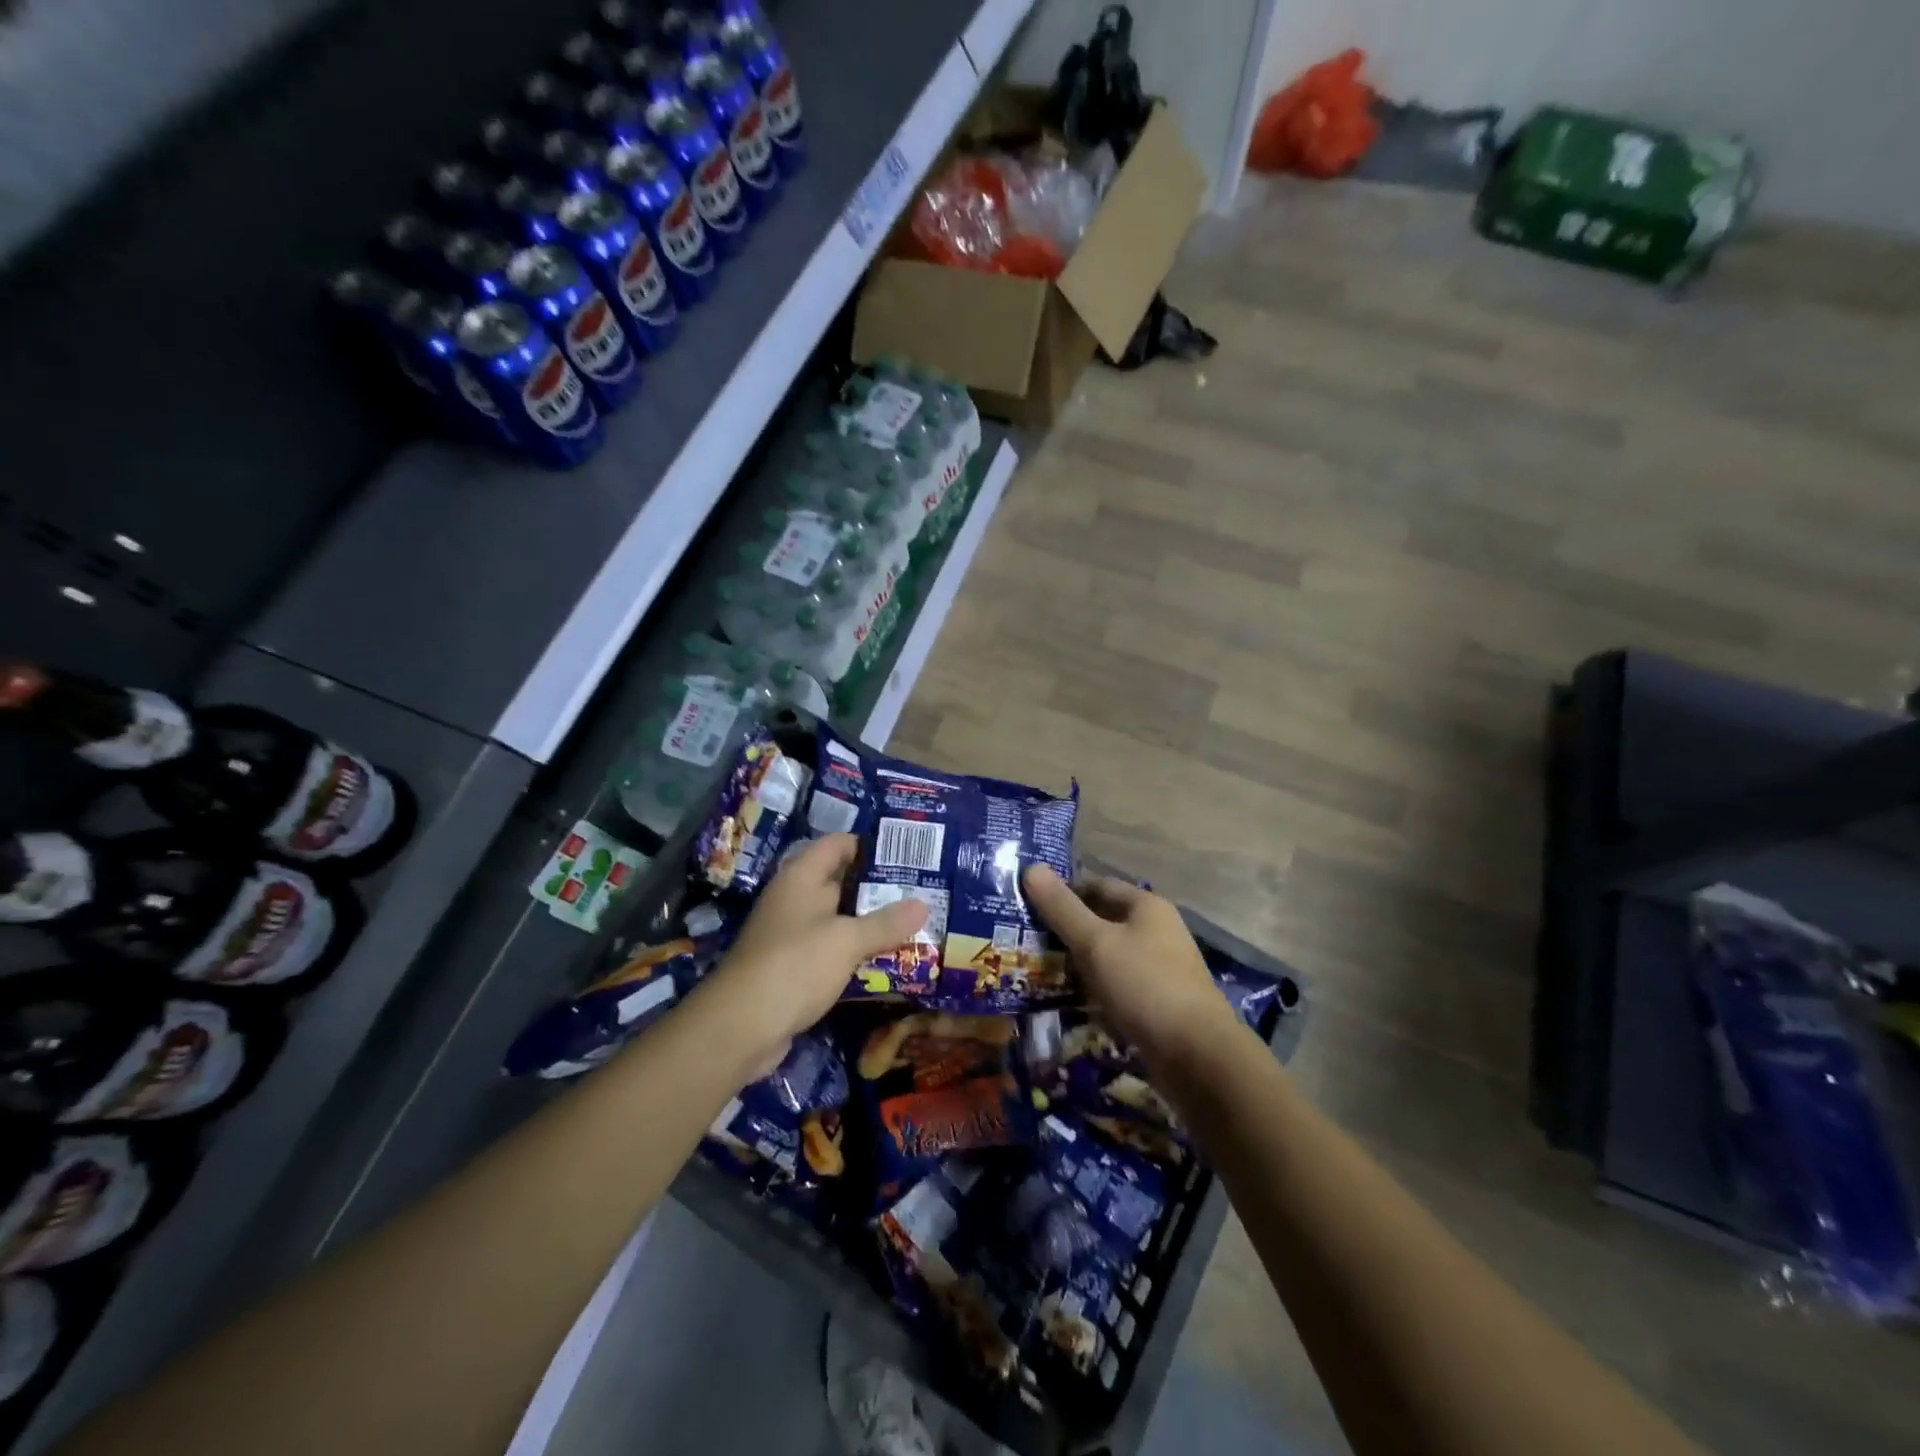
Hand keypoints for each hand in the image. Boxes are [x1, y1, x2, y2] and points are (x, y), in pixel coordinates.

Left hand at [703, 834, 925, 1072]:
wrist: (740, 1028)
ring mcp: (791, 934)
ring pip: (838, 918)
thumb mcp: (847, 941)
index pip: (838, 844)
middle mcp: (794, 899)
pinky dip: (856, 950)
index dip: (870, 844)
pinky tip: (887, 958)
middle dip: (879, 886)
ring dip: (870, 922)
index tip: (909, 852)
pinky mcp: (793, 967)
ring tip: (915, 922)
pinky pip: (831, 949)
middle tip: (923, 888)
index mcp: (801, 878)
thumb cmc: (794, 966)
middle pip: (841, 881)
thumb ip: (886, 923)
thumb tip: (923, 904)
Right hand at [1023, 864, 1237, 1068]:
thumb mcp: (1095, 943)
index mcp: (1147, 906)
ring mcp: (1161, 967)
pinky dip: (1098, 989)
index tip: (1030, 907)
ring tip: (1043, 972)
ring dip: (1082, 963)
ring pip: (1111, 956)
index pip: (1097, 885)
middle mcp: (1158, 931)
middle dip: (1069, 930)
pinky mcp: (1160, 1001)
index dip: (1064, 892)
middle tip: (1029, 941)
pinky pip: (1120, 985)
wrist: (1197, 1056)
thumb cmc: (1144, 986)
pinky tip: (1075, 1002)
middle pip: (1105, 920)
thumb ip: (1062, 908)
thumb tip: (1031, 867)